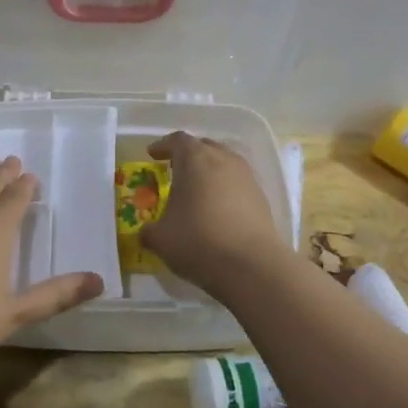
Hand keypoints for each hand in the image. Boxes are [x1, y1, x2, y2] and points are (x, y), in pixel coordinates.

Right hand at [140, 131, 291, 295]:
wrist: (252, 266)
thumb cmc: (198, 241)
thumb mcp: (161, 239)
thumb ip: (149, 231)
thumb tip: (145, 232)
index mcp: (195, 159)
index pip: (177, 141)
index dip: (163, 146)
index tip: (153, 154)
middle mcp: (223, 160)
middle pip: (204, 147)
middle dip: (188, 156)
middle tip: (175, 170)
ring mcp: (247, 178)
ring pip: (224, 164)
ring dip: (209, 173)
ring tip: (197, 191)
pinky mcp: (262, 199)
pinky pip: (238, 185)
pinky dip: (225, 191)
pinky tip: (217, 211)